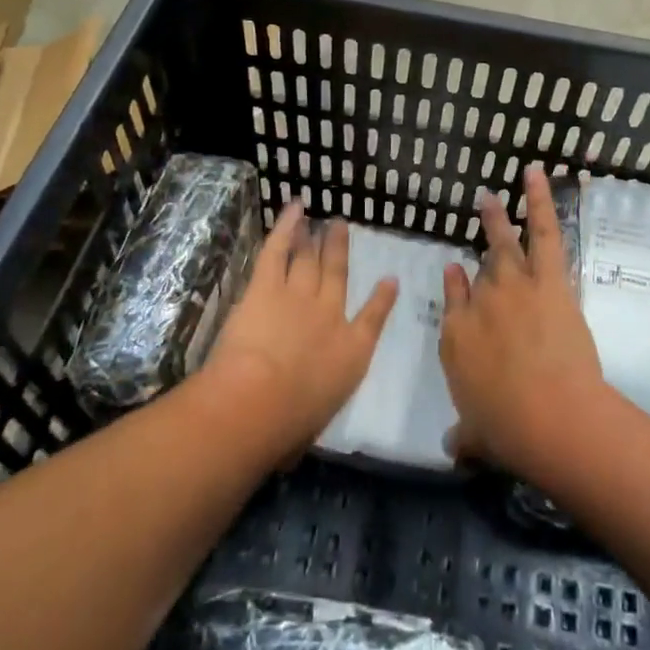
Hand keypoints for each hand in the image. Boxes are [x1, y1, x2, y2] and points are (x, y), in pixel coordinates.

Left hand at [203, 204, 398, 449]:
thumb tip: (295, 441)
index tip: (389, 281)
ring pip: (309, 259)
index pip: (372, 320)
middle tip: (342, 228)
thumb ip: (309, 416)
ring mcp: (299, 295)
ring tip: (320, 220)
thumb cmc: (289, 424)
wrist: (260, 401)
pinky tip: (293, 208)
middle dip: (340, 251)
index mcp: (351, 352)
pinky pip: (279, 249)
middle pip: (337, 276)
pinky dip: (286, 226)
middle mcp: (331, 316)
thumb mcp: (310, 427)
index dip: (382, 300)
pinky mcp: (266, 287)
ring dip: (314, 238)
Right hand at [440, 165, 607, 476]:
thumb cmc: (508, 430)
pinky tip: (534, 173)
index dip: (456, 286)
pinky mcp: (546, 279)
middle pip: (479, 270)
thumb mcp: (476, 436)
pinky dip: (539, 200)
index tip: (456, 271)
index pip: (453, 302)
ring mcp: (511, 286)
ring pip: (503, 243)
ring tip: (492, 196)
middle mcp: (478, 304)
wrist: (547, 414)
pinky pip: (541, 231)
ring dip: (497, 217)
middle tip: (479, 218)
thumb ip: (464, 436)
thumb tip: (452, 447)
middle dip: (479, 245)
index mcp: (455, 338)